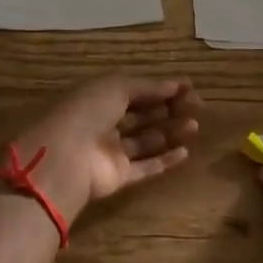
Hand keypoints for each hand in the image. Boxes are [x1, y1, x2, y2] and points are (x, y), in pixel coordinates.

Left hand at [7, 76, 201, 221]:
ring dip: (171, 132)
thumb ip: (148, 87)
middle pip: (142, 115)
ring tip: (194, 126)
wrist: (66, 157)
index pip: (134, 91)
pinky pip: (145, 167)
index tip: (188, 87)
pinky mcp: (118, 177)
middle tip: (196, 107)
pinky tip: (185, 151)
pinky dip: (165, 160)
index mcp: (99, 98)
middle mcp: (104, 124)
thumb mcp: (116, 87)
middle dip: (169, 109)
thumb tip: (176, 85)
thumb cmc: (88, 111)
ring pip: (146, 140)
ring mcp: (111, 152)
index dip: (160, 88)